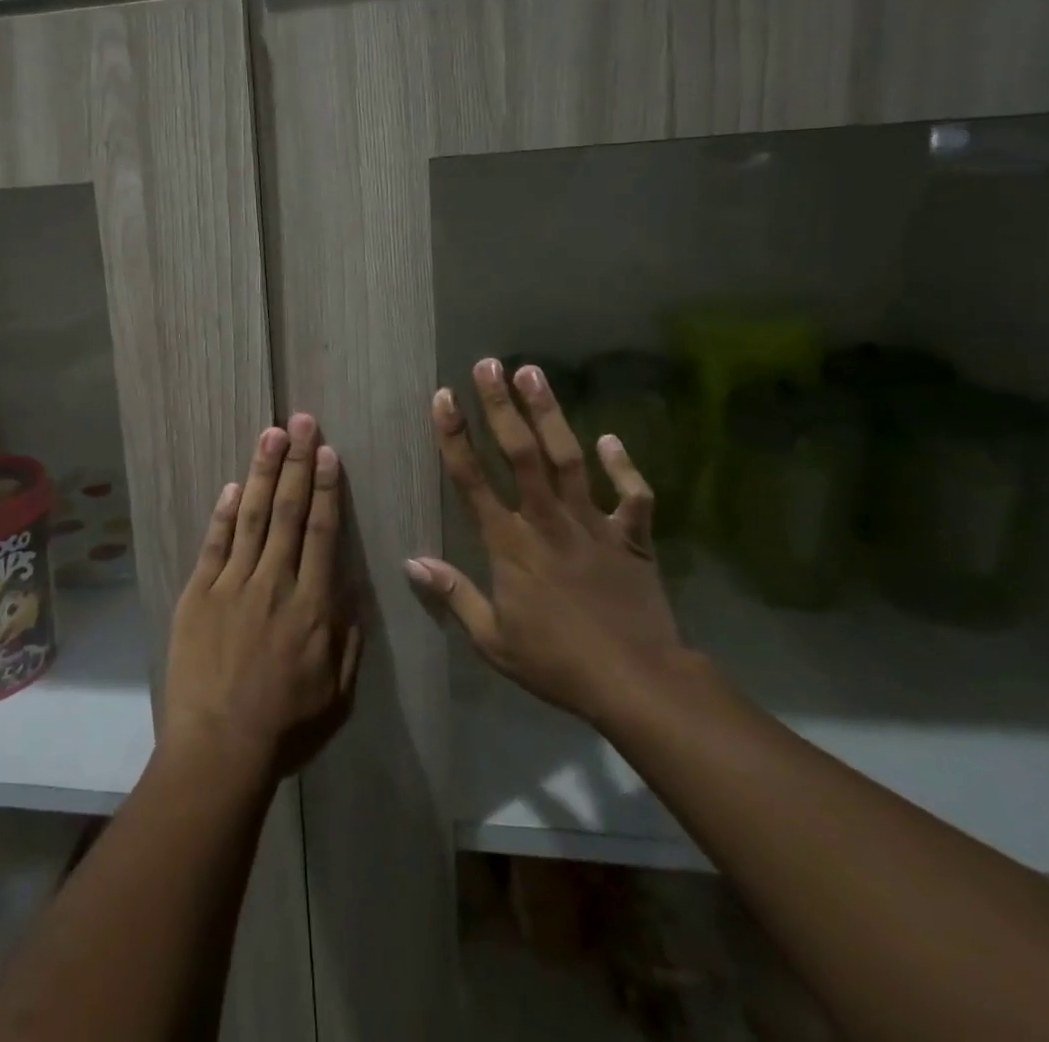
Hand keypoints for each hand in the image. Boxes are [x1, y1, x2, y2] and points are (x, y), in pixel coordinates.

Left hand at [163, 414, 361, 782]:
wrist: (219, 749)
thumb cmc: (286, 727)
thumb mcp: (339, 693)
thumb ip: (348, 637)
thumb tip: (350, 590)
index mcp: (313, 605)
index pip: (322, 532)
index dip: (326, 488)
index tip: (328, 452)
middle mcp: (274, 583)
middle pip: (289, 512)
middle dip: (297, 462)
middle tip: (301, 421)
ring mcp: (232, 585)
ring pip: (253, 517)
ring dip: (263, 473)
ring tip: (271, 435)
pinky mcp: (198, 595)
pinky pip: (214, 546)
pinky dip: (224, 514)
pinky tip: (233, 486)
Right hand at [405, 359, 687, 728]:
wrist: (637, 683)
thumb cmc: (556, 663)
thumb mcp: (493, 641)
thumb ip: (454, 596)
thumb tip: (411, 562)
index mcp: (510, 545)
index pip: (472, 481)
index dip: (455, 436)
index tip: (443, 397)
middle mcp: (547, 522)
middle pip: (520, 454)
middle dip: (501, 407)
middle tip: (489, 365)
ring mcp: (592, 525)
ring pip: (568, 459)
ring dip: (550, 415)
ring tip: (534, 374)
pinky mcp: (631, 537)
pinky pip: (632, 495)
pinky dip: (624, 466)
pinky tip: (610, 438)